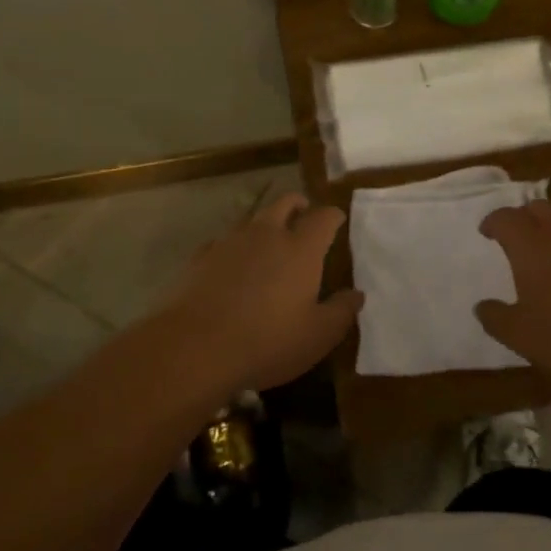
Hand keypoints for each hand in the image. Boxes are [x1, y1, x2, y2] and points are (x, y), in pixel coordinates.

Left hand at [150, 192, 362, 398]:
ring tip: (269, 241)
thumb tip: (356, 294)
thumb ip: (341, 312)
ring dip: (265, 224)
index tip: (338, 220)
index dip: (333, 215)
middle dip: (298, 205)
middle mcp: (266, 234)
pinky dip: (234, 247)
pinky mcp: (201, 257)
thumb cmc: (267, 341)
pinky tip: (232, 265)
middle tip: (304, 216)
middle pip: (285, 203)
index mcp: (300, 249)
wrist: (194, 347)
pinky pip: (223, 242)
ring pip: (252, 219)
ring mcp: (230, 242)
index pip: (323, 217)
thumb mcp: (317, 336)